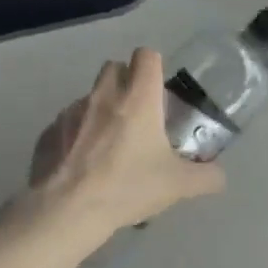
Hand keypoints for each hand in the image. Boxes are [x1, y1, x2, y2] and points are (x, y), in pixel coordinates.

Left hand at [26, 49, 224, 236]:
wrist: (66, 211)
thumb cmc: (127, 187)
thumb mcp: (178, 185)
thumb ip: (206, 177)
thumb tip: (219, 176)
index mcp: (137, 98)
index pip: (147, 56)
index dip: (154, 66)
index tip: (160, 89)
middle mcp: (103, 96)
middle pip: (114, 67)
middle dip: (126, 81)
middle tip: (137, 113)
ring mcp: (71, 112)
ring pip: (90, 96)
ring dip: (101, 109)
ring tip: (108, 145)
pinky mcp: (48, 132)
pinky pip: (67, 124)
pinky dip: (77, 135)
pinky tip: (82, 164)